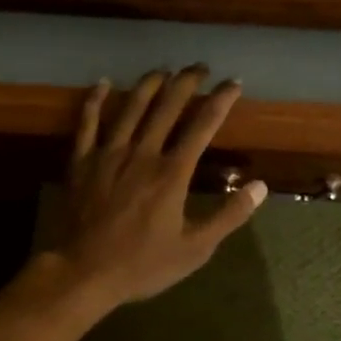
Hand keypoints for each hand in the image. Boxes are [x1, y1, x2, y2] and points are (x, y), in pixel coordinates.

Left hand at [49, 66, 266, 309]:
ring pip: (130, 107)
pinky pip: (87, 123)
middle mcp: (142, 154)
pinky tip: (102, 83)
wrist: (84, 273)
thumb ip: (228, 216)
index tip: (233, 83)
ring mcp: (108, 154)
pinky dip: (95, 101)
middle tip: (199, 67)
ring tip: (162, 69)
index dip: (220, 101)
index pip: (202, 126)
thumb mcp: (195, 248)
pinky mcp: (81, 162)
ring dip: (148, 84)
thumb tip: (259, 187)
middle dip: (186, 82)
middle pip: (167, 107)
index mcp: (172, 173)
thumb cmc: (144, 264)